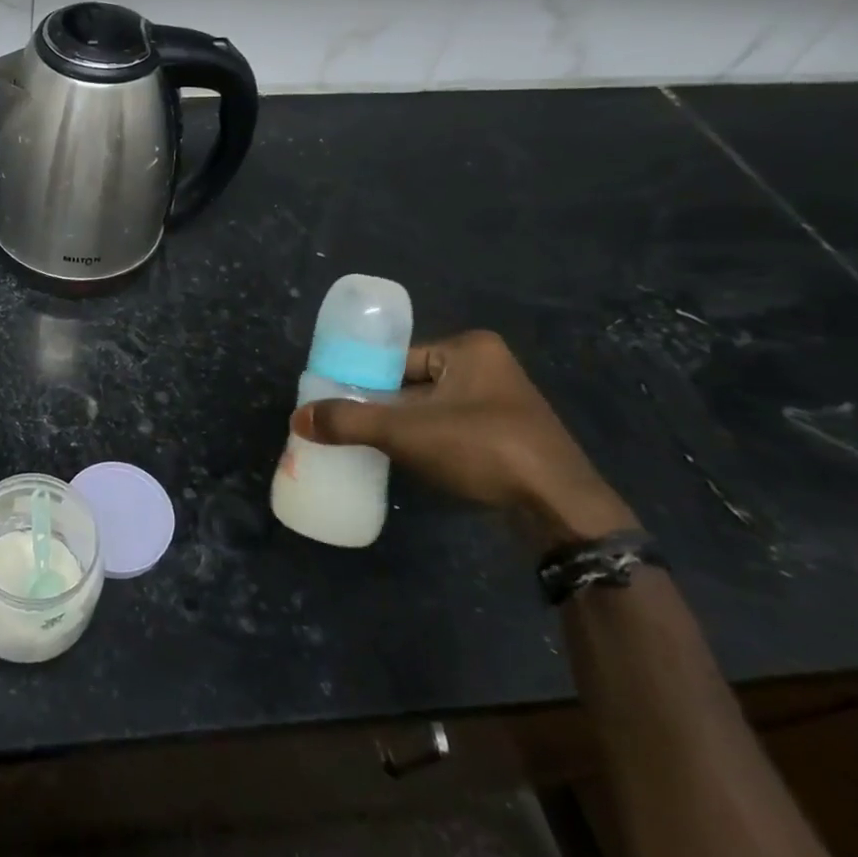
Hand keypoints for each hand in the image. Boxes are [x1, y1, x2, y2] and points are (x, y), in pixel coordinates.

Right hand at [292, 329, 638, 544]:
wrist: (559, 508)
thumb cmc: (482, 449)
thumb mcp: (405, 432)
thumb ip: (348, 422)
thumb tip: (298, 418)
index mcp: (468, 349)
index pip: (398, 357)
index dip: (363, 379)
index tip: (334, 401)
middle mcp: (487, 367)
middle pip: (411, 383)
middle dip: (380, 405)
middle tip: (344, 425)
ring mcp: (500, 403)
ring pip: (429, 409)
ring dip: (401, 426)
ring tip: (366, 444)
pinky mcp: (506, 436)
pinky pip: (449, 429)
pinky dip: (425, 441)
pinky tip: (404, 460)